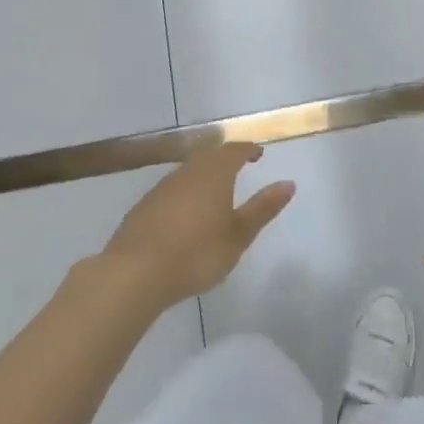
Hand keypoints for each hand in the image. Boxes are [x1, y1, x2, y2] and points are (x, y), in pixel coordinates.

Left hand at [102, 143, 294, 310]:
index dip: (248, 149)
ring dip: (203, 175)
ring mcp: (161, 189)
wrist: (134, 273)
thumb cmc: (196, 253)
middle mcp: (187, 173)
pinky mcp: (143, 207)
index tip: (258, 154)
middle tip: (238, 166)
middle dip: (225, 158)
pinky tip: (185, 214)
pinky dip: (184, 194)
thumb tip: (288, 183)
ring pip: (187, 171)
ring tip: (215, 191)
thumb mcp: (238, 235)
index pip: (234, 150)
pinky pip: (171, 190)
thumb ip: (262, 208)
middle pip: (208, 155)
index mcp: (214, 174)